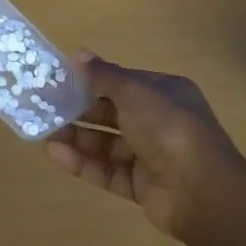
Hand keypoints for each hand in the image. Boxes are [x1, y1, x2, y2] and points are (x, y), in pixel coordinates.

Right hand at [45, 52, 245, 237]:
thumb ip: (104, 76)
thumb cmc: (168, 127)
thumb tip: (78, 55)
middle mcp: (159, 122)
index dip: (94, 80)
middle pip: (113, 113)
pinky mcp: (141, 187)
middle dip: (81, 110)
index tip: (62, 79)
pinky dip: (84, 163)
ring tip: (44, 132)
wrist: (201, 191)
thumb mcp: (134, 92)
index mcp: (165, 93)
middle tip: (46, 107)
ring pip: (108, 144)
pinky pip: (108, 171)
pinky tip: (56, 154)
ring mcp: (151, 156)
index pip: (125, 83)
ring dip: (78, 137)